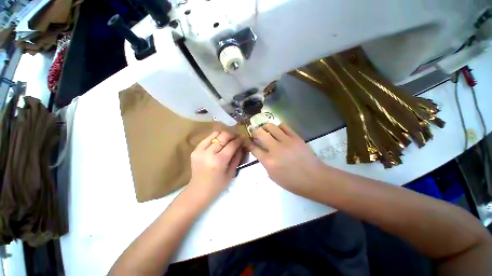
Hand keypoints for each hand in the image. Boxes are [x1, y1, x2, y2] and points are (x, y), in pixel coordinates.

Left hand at [187, 130, 243, 203]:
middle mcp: (209, 153)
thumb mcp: (231, 173)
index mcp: (219, 161)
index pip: (231, 145)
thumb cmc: (218, 185)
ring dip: (223, 134)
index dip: (239, 140)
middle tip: (236, 137)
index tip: (243, 138)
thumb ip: (237, 157)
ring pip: (214, 134)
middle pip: (223, 136)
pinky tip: (219, 142)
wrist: (198, 190)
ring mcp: (200, 151)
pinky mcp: (195, 150)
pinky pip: (207, 138)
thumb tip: (241, 145)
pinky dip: (215, 138)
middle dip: (232, 135)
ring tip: (228, 138)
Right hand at [249, 124, 324, 196]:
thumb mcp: (273, 177)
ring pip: (271, 126)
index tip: (248, 141)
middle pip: (260, 133)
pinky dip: (279, 127)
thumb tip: (262, 152)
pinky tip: (279, 131)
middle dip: (255, 132)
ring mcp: (286, 141)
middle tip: (256, 134)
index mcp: (269, 161)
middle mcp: (275, 149)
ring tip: (266, 130)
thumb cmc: (292, 182)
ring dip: (265, 127)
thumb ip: (265, 163)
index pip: (254, 148)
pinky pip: (284, 126)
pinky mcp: (296, 137)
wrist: (314, 178)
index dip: (249, 143)